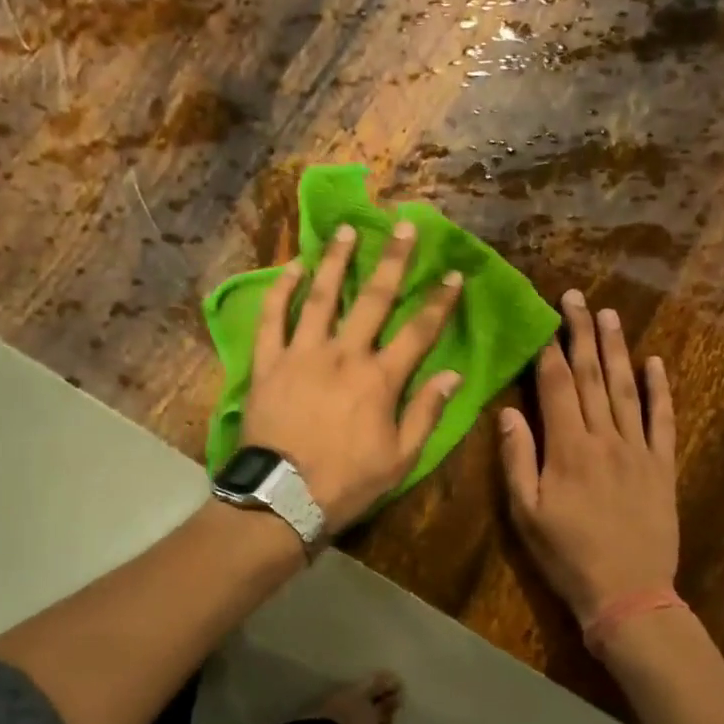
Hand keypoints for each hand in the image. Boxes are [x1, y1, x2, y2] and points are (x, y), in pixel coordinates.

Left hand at [243, 221, 462, 526]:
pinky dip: (281, 291)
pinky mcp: (268, 363)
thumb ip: (426, 413)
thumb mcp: (400, 459)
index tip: (453, 273)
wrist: (282, 497)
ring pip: (321, 297)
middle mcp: (344, 354)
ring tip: (345, 230)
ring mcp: (302, 354)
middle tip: (402, 226)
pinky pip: (272, 318)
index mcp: (380, 378)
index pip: (419, 331)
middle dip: (392, 260)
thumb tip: (454, 375)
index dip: (439, 301)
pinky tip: (291, 266)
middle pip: (373, 299)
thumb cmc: (347, 482)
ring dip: (335, 261)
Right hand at [499, 289, 678, 618]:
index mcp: (568, 449)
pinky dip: (661, 389)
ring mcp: (639, 450)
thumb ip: (517, 460)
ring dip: (618, 349)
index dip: (549, 349)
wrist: (628, 594)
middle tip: (577, 298)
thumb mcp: (526, 514)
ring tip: (609, 315)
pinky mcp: (662, 466)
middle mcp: (605, 438)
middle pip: (593, 376)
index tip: (546, 317)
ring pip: (627, 388)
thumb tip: (508, 412)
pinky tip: (655, 362)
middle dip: (582, 334)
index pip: (558, 386)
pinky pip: (663, 419)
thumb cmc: (567, 556)